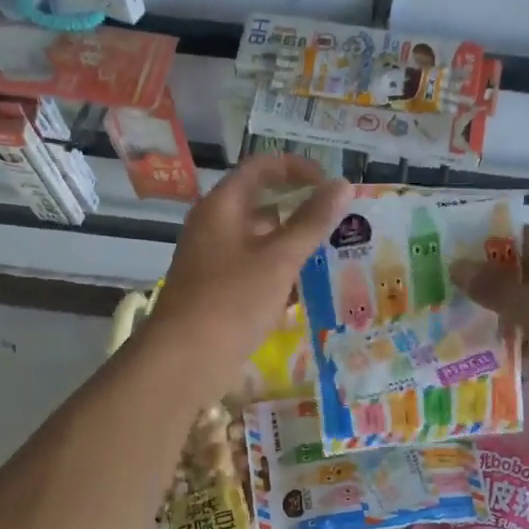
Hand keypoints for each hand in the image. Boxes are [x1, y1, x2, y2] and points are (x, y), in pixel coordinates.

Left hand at [143, 156, 351, 398]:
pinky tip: (306, 292)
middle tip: (340, 224)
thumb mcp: (279, 258)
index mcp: (222, 207)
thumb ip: (312, 221)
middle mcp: (214, 227)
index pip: (261, 168)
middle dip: (302, 212)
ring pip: (261, 242)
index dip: (298, 168)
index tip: (331, 185)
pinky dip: (279, 275)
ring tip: (333, 257)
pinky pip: (254, 272)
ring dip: (294, 247)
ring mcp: (213, 261)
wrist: (185, 360)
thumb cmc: (232, 300)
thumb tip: (342, 185)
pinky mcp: (217, 292)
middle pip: (262, 205)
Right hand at [457, 226, 528, 426]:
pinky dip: (523, 348)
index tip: (448, 261)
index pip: (521, 239)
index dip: (485, 247)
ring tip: (459, 333)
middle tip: (446, 300)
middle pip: (523, 275)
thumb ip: (497, 290)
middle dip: (488, 288)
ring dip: (502, 322)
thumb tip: (457, 266)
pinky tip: (493, 361)